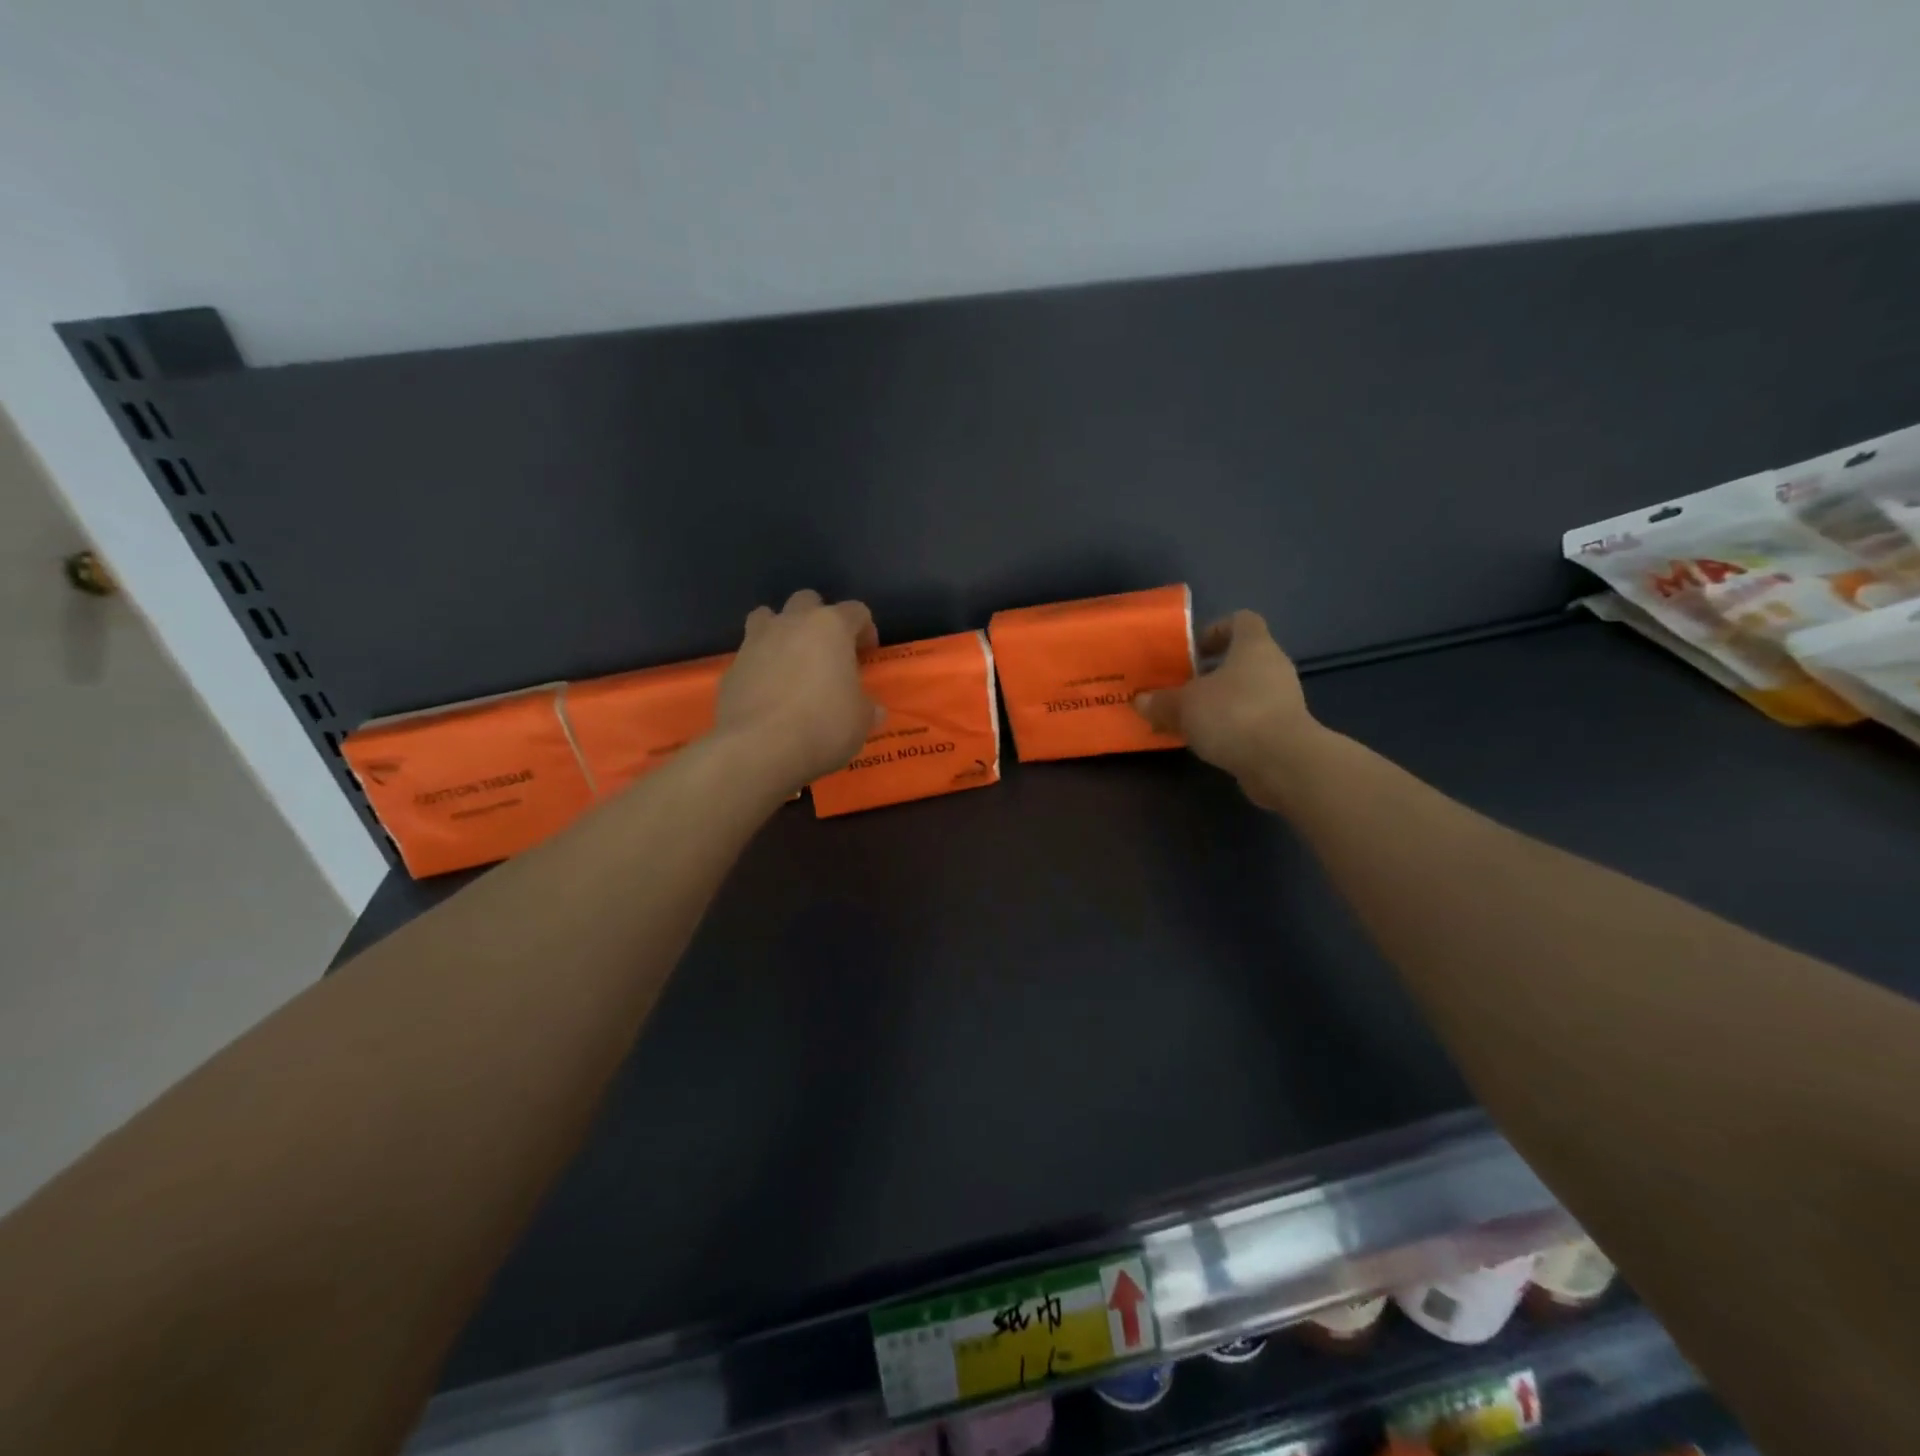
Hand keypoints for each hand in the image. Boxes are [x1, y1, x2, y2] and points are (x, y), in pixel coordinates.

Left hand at [716, 589, 880, 794]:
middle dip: (818, 620)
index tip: (867, 654)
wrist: (759, 748)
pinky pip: (749, 656)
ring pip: (767, 617)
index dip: (865, 630)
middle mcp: (791, 624)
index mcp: (830, 627)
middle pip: (807, 601)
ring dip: (781, 632)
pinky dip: (760, 666)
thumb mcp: (860, 721)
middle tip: (827, 652)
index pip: (856, 611)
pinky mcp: (731, 668)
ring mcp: (755, 642)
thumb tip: (872, 710)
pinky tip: (767, 693)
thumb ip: (867, 708)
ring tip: (791, 662)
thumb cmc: (822, 726)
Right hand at [1134, 610, 1325, 809]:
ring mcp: (1284, 700)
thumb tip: (1140, 700)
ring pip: (1246, 691)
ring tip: (1191, 719)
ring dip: (1220, 702)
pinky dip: (1232, 726)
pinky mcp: (1286, 730)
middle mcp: (1274, 667)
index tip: (1192, 650)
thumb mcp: (1184, 705)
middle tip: (1183, 687)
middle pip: (1242, 659)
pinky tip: (1208, 742)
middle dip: (1211, 672)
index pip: (1241, 620)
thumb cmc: (1233, 715)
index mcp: (1254, 646)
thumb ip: (1161, 701)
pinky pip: (1252, 719)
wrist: (1282, 762)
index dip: (1216, 630)